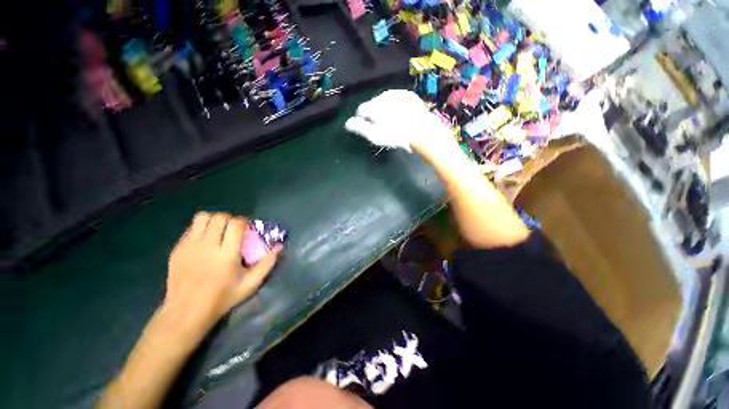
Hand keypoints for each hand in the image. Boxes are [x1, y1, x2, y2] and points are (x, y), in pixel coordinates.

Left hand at [163, 212, 281, 333]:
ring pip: (203, 217)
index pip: (236, 224)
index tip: (247, 229)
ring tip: (219, 231)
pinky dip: (201, 228)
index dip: (244, 221)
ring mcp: (189, 246)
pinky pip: (191, 228)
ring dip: (214, 220)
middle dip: (230, 219)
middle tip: (234, 230)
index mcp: (227, 254)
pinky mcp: (177, 249)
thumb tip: (280, 246)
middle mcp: (207, 246)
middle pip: (220, 217)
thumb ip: (267, 263)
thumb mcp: (251, 283)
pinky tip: (205, 241)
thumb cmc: (223, 298)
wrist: (187, 311)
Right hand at [344, 90, 459, 158]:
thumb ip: (359, 127)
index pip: (361, 110)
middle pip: (373, 104)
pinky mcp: (408, 95)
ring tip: (390, 121)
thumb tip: (347, 123)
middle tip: (380, 126)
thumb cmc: (396, 135)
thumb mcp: (375, 135)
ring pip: (384, 100)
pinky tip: (400, 114)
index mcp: (373, 106)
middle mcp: (383, 95)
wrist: (422, 130)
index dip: (362, 119)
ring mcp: (397, 93)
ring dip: (384, 108)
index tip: (367, 127)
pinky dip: (395, 105)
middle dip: (373, 113)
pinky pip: (397, 99)